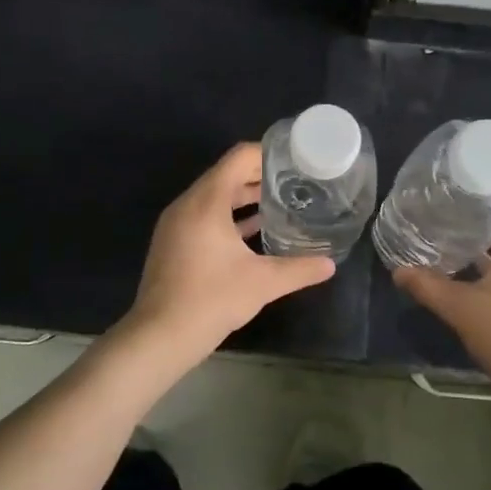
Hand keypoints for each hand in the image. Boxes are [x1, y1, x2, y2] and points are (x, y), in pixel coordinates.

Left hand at [111, 143, 334, 380]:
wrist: (159, 336)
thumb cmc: (211, 299)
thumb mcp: (263, 283)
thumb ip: (299, 269)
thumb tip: (331, 264)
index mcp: (206, 201)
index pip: (238, 157)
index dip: (267, 153)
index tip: (294, 160)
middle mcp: (188, 204)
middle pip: (226, 174)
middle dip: (260, 175)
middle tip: (294, 181)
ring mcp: (176, 223)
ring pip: (214, 196)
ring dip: (244, 197)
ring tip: (280, 202)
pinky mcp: (173, 242)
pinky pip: (204, 215)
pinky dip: (228, 216)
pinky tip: (254, 231)